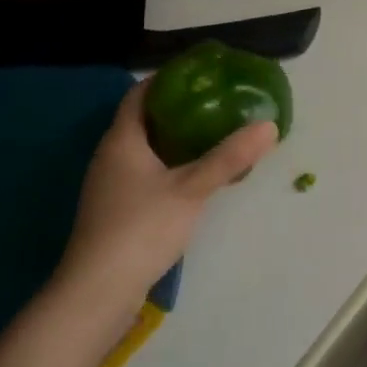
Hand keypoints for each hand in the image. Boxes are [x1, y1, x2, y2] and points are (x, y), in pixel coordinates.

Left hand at [56, 81, 280, 318]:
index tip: (200, 75)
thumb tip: (268, 125)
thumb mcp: (191, 189)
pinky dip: (167, 167)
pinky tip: (192, 179)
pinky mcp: (114, 211)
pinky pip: (143, 174)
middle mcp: (109, 156)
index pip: (140, 94)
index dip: (166, 80)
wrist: (98, 290)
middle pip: (143, 121)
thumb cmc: (141, 228)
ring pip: (143, 150)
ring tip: (210, 136)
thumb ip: (229, 158)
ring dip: (173, 140)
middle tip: (215, 104)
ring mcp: (108, 186)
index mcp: (122, 140)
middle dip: (177, 110)